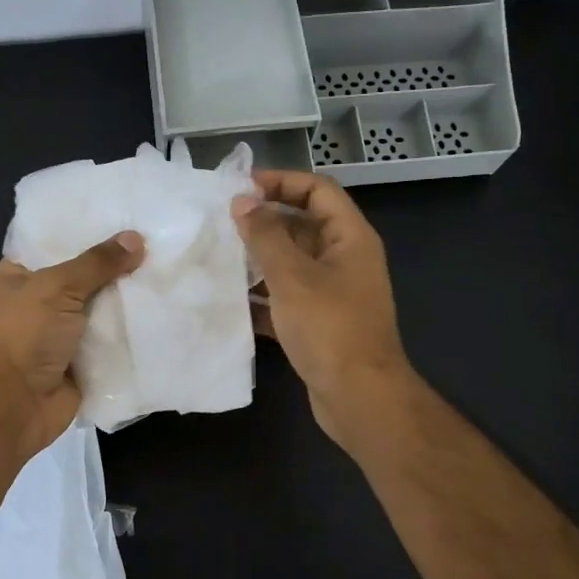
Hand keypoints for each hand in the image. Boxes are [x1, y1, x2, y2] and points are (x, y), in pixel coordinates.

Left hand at [0, 231, 145, 457]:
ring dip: (130, 298)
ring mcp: (63, 333)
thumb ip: (97, 263)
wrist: (13, 406)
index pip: (55, 241)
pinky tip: (167, 309)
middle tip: (159, 239)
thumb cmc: (23, 335)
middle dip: (117, 263)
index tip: (125, 212)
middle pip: (85, 275)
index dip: (87, 228)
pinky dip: (134, 331)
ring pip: (103, 308)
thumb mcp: (57, 287)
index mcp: (20, 275)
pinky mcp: (84, 361)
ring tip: (170, 269)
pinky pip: (113, 340)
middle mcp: (40, 301)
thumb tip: (136, 238)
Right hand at [231, 170, 413, 448]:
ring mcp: (334, 293)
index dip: (282, 181)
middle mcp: (345, 260)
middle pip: (304, 225)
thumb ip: (266, 236)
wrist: (359, 396)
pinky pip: (288, 298)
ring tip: (220, 258)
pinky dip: (263, 298)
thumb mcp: (293, 276)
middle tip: (222, 223)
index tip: (241, 187)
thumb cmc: (329, 328)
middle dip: (265, 222)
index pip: (318, 190)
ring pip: (293, 264)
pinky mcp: (320, 323)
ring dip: (260, 260)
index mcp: (350, 238)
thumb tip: (243, 202)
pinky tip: (232, 303)